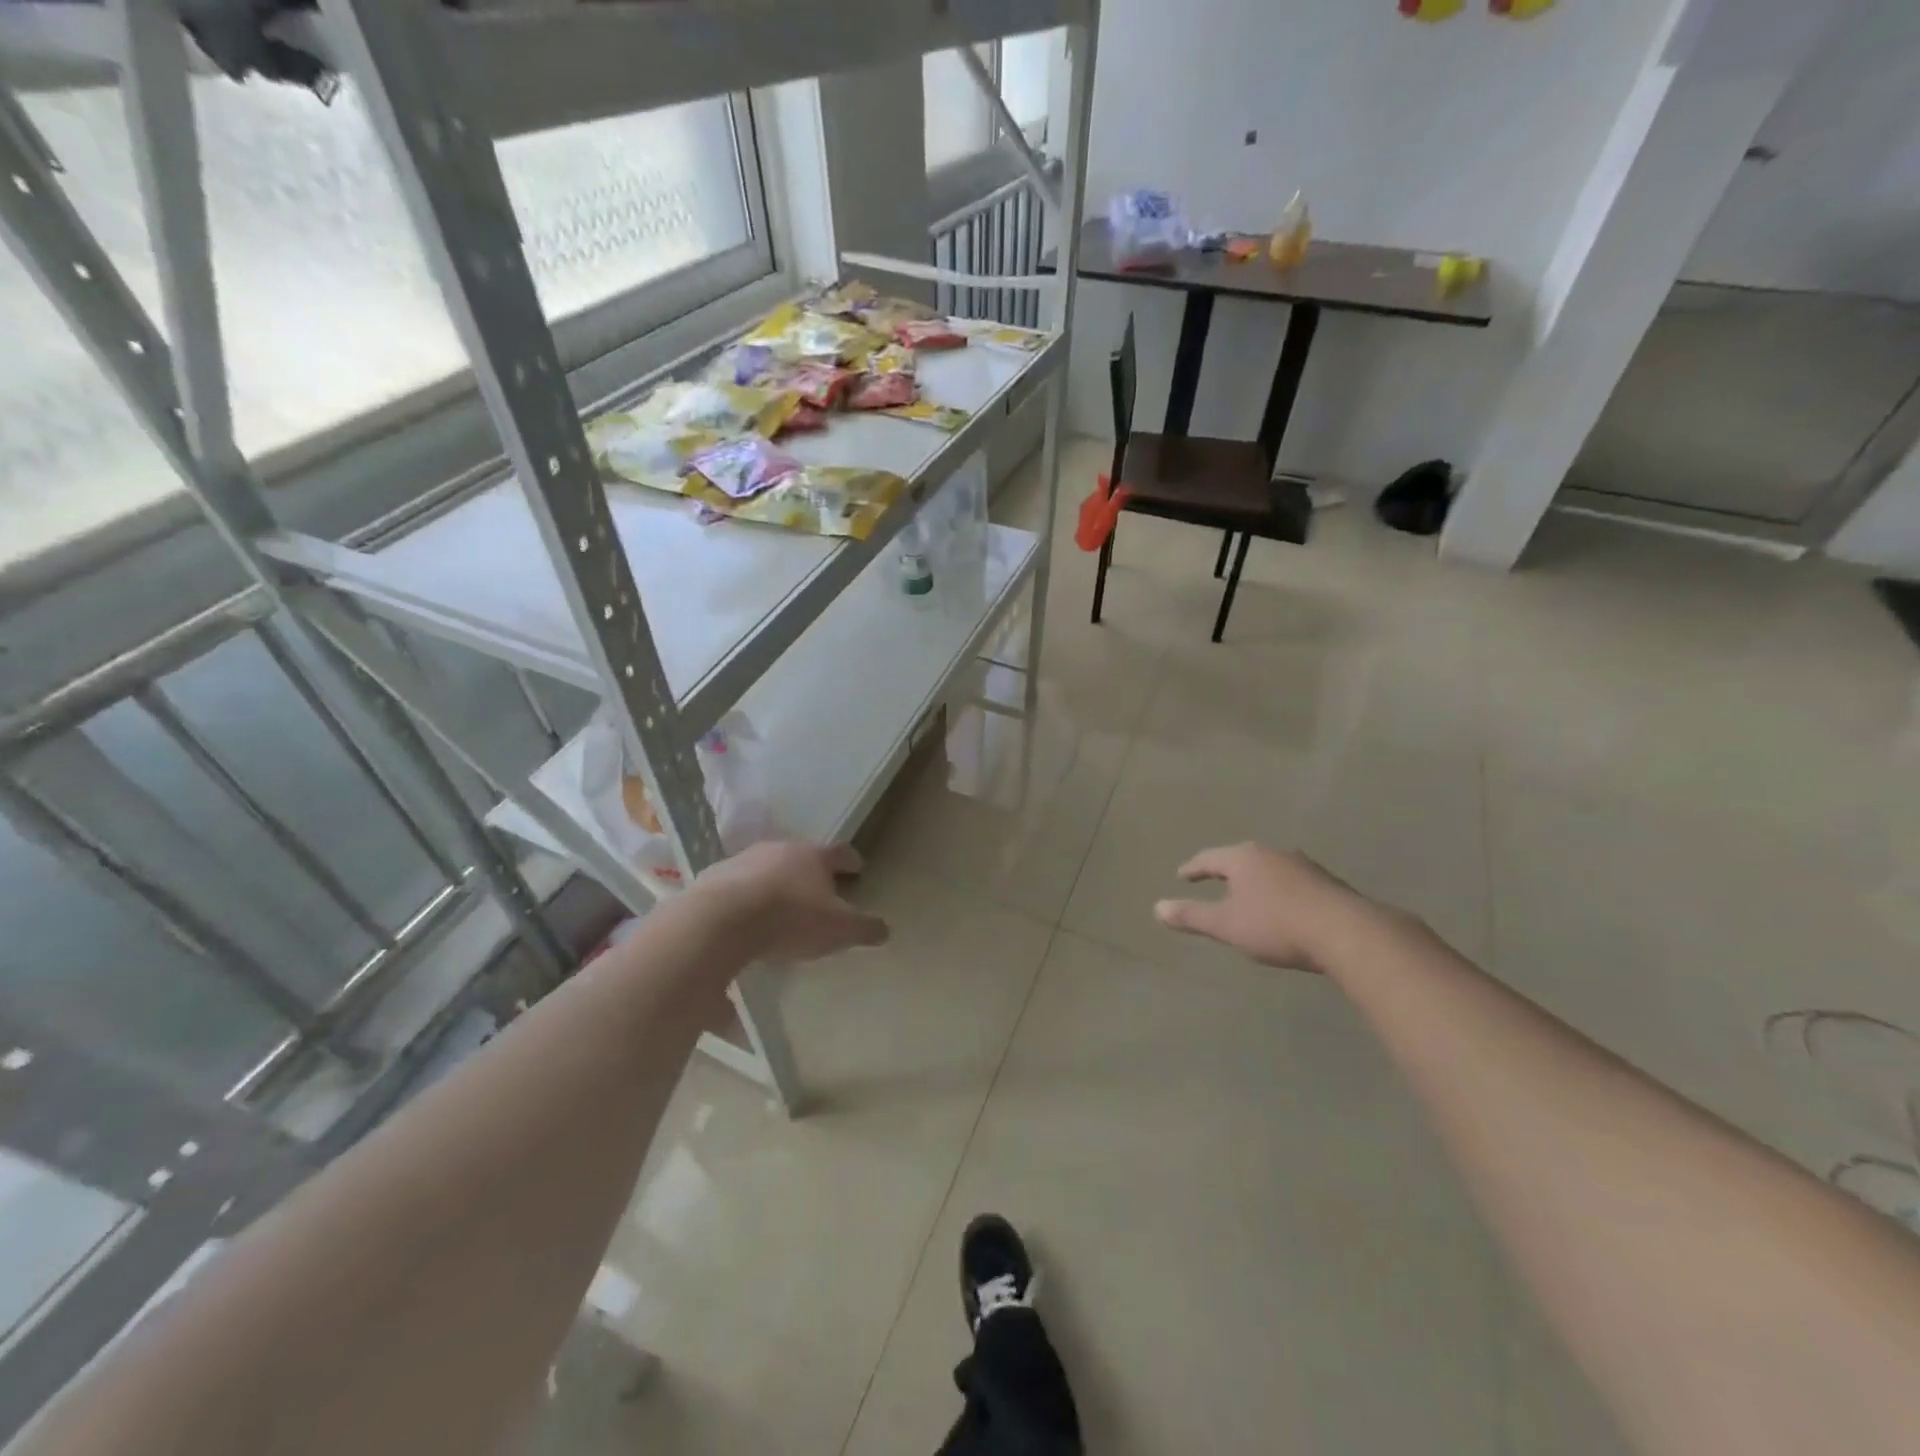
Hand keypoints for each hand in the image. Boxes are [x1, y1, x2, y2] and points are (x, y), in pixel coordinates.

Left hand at [691, 841, 889, 961]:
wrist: (721, 922)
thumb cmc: (791, 919)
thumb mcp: (839, 930)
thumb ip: (865, 928)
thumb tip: (885, 930)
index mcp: (813, 856)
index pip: (840, 852)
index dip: (851, 861)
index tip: (858, 867)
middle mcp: (779, 850)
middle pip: (801, 858)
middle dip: (810, 874)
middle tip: (818, 892)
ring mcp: (742, 861)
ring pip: (766, 869)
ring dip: (775, 885)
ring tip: (779, 909)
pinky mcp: (712, 880)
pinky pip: (736, 888)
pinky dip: (744, 901)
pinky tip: (744, 922)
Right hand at [1154, 843, 1374, 972]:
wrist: (1346, 932)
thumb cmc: (1276, 925)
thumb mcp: (1226, 925)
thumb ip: (1192, 916)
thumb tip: (1157, 908)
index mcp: (1243, 858)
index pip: (1210, 858)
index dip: (1194, 868)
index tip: (1182, 875)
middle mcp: (1271, 853)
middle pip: (1241, 858)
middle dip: (1226, 870)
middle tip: (1213, 879)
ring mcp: (1303, 865)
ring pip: (1269, 868)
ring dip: (1256, 880)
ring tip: (1248, 894)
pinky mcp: (1327, 882)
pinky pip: (1292, 882)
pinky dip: (1279, 891)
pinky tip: (1283, 906)